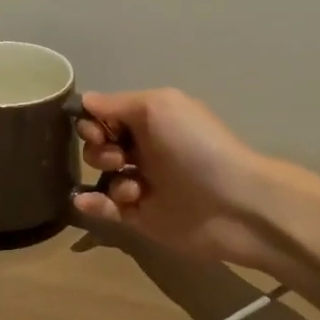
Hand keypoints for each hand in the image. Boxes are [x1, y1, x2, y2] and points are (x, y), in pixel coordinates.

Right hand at [73, 88, 285, 276]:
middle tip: (119, 157)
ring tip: (131, 187)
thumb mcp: (158, 107)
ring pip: (104, 176)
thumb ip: (117, 104)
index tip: (96, 130)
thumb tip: (85, 101)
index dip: (95, 120)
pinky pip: (107, 209)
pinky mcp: (142, 218)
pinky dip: (93, 204)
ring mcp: (144, 184)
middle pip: (101, 144)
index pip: (109, 114)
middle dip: (99, 148)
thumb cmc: (195, 146)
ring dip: (105, 176)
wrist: (234, 204)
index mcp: (153, 119)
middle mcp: (147, 148)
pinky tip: (86, 202)